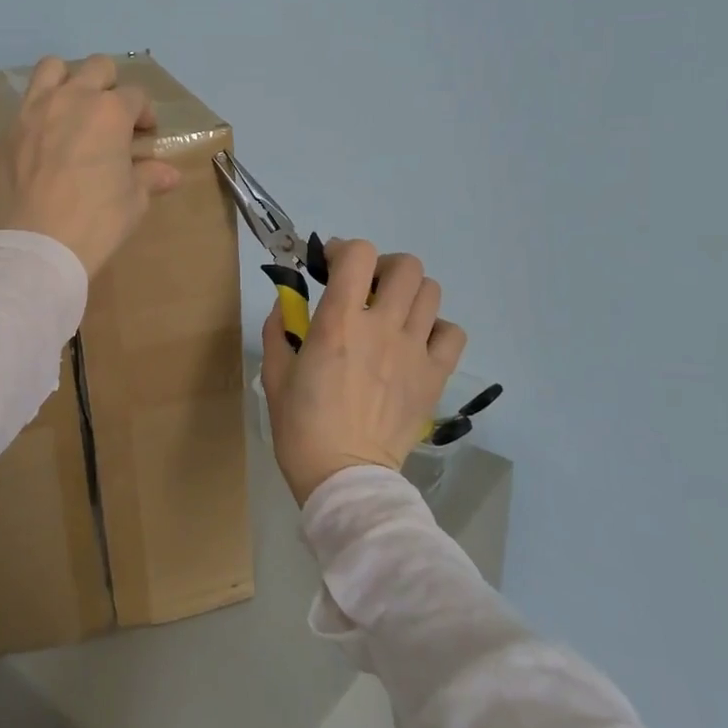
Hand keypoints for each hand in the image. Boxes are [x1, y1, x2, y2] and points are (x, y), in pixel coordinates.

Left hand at [0, 55, 180, 275]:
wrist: (38, 245)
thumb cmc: (97, 220)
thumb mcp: (133, 201)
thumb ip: (149, 177)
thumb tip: (169, 174)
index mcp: (110, 112)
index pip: (135, 96)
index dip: (144, 114)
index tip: (145, 134)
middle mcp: (72, 99)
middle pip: (97, 68)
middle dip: (110, 85)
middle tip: (112, 117)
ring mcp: (34, 111)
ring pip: (52, 68)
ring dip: (68, 80)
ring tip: (73, 110)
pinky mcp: (8, 132)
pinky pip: (26, 105)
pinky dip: (40, 113)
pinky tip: (45, 140)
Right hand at [260, 239, 467, 505]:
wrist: (344, 477)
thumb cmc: (301, 426)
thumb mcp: (275, 373)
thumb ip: (278, 329)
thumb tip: (287, 303)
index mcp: (338, 323)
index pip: (359, 255)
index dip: (345, 250)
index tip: (331, 266)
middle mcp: (381, 328)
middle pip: (405, 266)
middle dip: (383, 267)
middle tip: (367, 288)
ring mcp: (413, 352)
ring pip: (431, 292)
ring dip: (409, 293)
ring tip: (392, 313)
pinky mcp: (434, 377)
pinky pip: (452, 333)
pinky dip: (436, 328)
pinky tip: (416, 342)